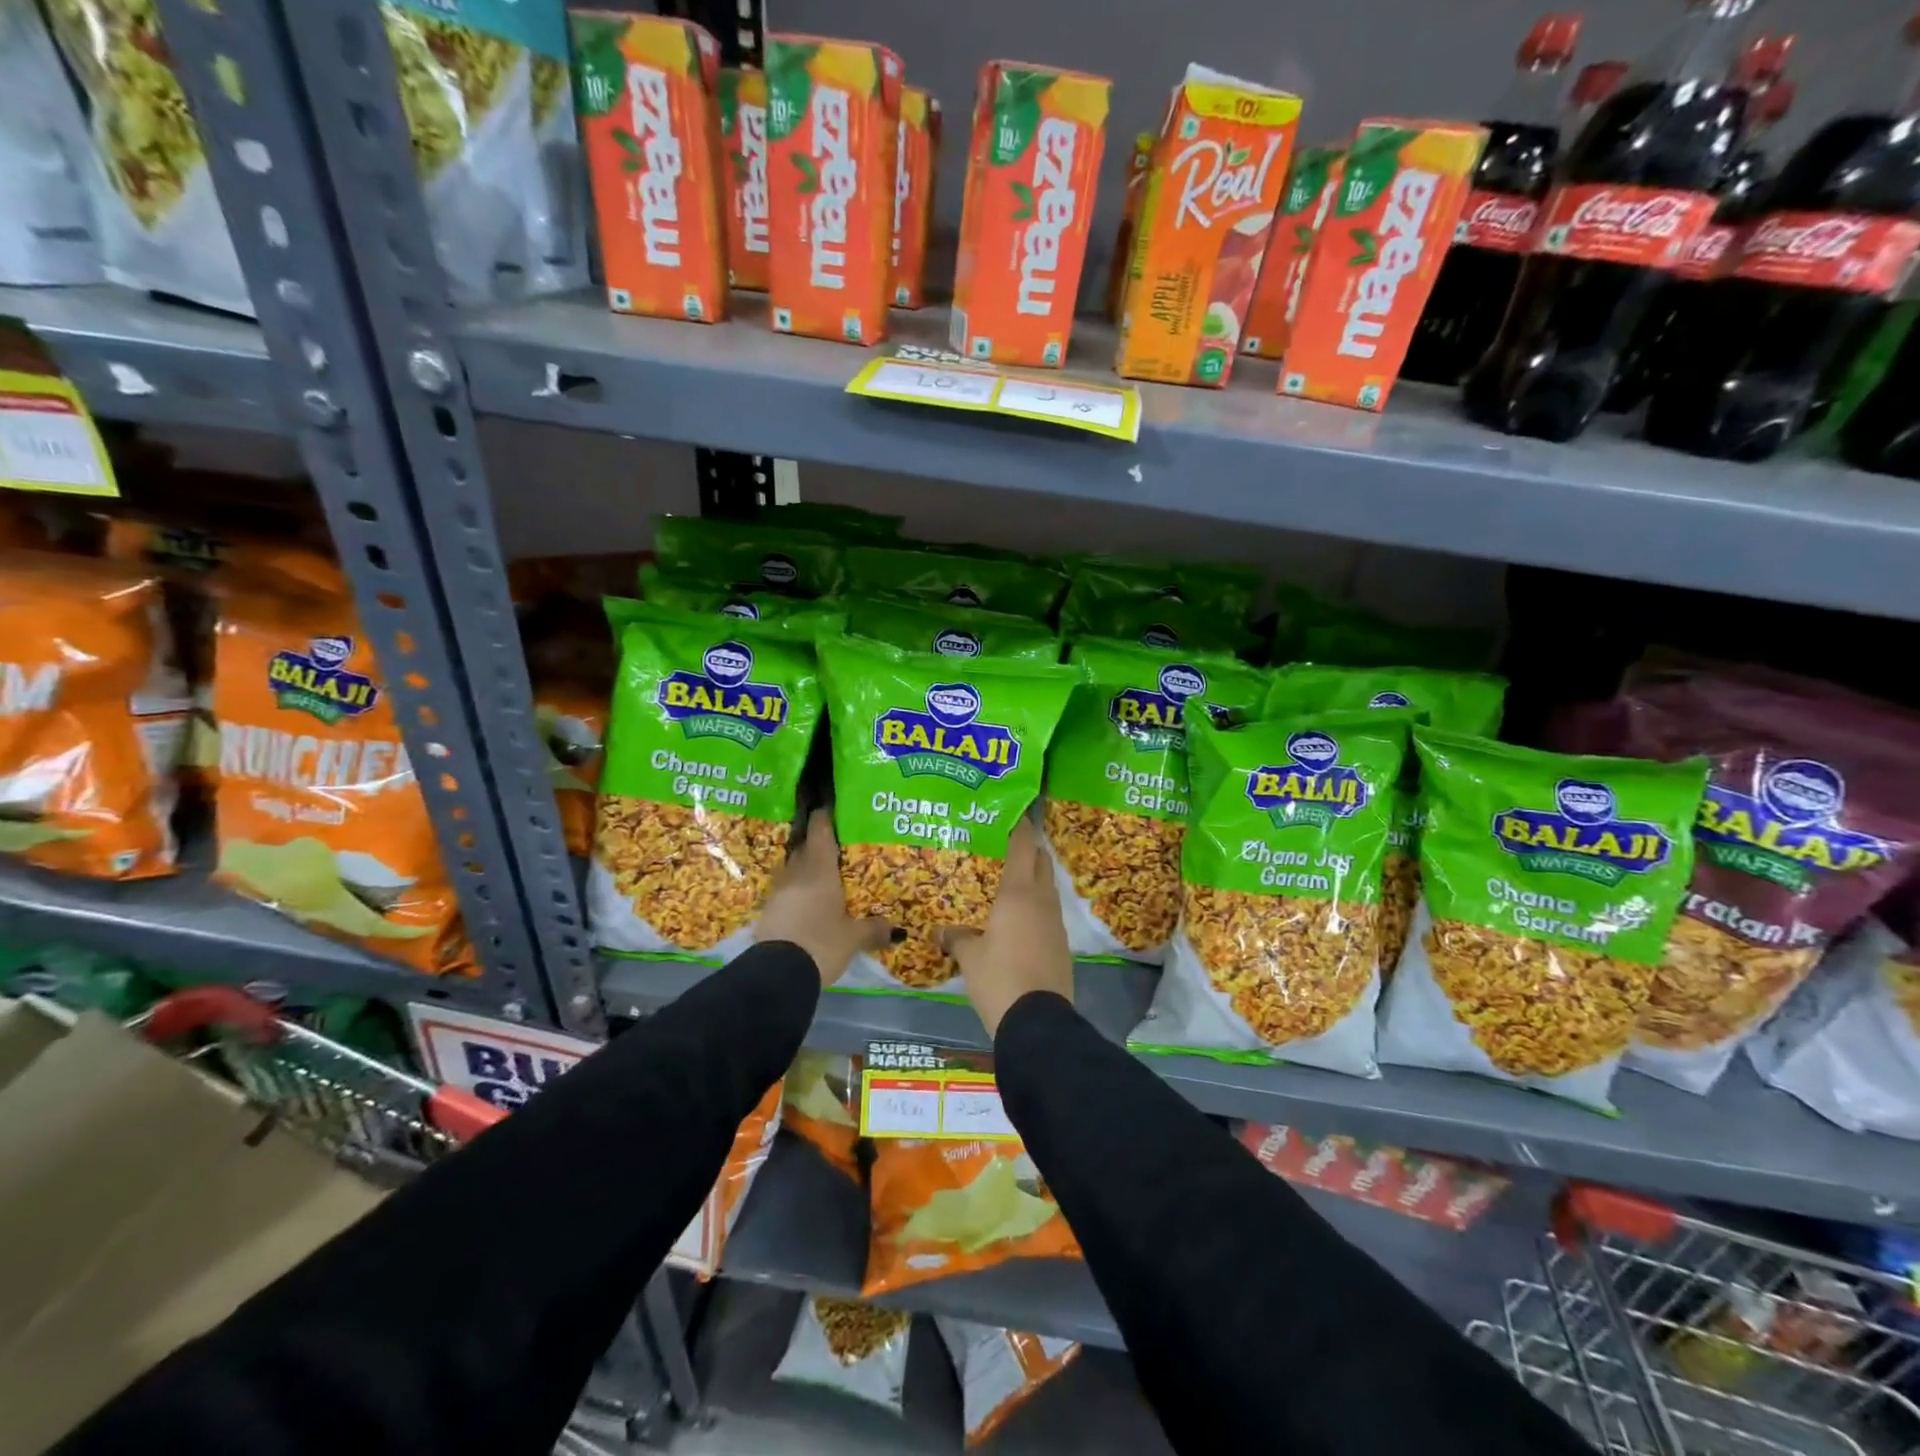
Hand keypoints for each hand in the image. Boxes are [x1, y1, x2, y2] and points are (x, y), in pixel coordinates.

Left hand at [756, 810, 890, 985]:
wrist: (777, 975)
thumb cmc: (820, 943)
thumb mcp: (853, 938)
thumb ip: (873, 929)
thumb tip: (896, 929)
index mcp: (819, 869)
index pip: (821, 830)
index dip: (826, 815)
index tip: (832, 805)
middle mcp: (796, 873)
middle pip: (806, 848)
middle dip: (819, 843)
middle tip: (837, 842)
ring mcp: (778, 892)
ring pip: (795, 870)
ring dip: (807, 868)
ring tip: (825, 873)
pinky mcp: (768, 912)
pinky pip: (787, 891)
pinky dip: (799, 891)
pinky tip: (810, 901)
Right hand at [943, 817, 1073, 1036]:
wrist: (1038, 1023)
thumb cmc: (999, 979)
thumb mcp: (969, 957)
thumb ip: (956, 937)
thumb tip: (942, 930)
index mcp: (1018, 893)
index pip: (1022, 846)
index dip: (1018, 827)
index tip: (1010, 813)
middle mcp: (1041, 900)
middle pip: (1040, 862)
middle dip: (1027, 850)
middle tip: (1003, 848)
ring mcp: (1056, 923)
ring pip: (1046, 887)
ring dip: (1032, 879)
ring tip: (1008, 883)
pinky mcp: (1062, 944)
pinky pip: (1048, 913)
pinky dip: (1036, 906)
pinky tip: (1018, 920)